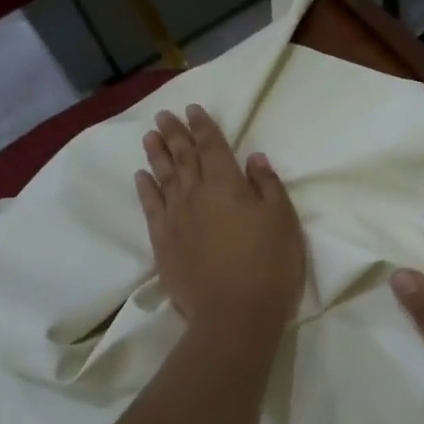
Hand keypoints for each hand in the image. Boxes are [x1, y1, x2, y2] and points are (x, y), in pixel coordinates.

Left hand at [136, 106, 305, 336]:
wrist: (234, 314)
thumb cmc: (268, 264)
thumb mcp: (282, 220)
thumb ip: (267, 185)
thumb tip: (253, 158)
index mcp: (227, 184)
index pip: (212, 146)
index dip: (203, 126)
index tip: (192, 109)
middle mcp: (195, 194)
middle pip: (182, 157)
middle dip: (174, 133)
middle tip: (163, 115)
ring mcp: (175, 219)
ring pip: (162, 178)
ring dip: (156, 154)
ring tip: (149, 136)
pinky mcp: (164, 243)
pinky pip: (150, 208)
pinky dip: (145, 190)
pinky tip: (141, 177)